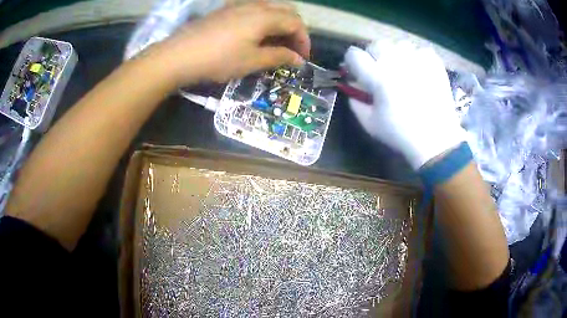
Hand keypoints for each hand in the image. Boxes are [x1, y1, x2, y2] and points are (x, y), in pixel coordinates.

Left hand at [151, 1, 309, 84]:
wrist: (179, 55)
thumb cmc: (218, 59)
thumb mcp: (252, 61)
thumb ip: (278, 57)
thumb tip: (298, 59)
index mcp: (265, 16)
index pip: (296, 23)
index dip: (304, 41)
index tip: (302, 59)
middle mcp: (255, 5)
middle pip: (287, 11)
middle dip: (295, 29)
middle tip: (291, 49)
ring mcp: (239, 5)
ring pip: (270, 8)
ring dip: (279, 24)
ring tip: (275, 43)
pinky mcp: (226, 10)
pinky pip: (254, 10)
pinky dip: (264, 21)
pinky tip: (255, 35)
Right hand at [344, 40, 465, 169]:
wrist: (436, 139)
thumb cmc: (401, 134)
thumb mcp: (370, 124)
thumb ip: (355, 102)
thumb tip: (353, 86)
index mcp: (377, 76)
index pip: (354, 54)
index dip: (353, 61)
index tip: (357, 71)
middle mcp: (395, 62)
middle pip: (376, 44)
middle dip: (375, 55)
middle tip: (382, 70)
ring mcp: (417, 60)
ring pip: (399, 44)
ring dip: (397, 54)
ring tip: (403, 69)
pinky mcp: (433, 63)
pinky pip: (421, 50)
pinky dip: (418, 58)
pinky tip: (420, 71)